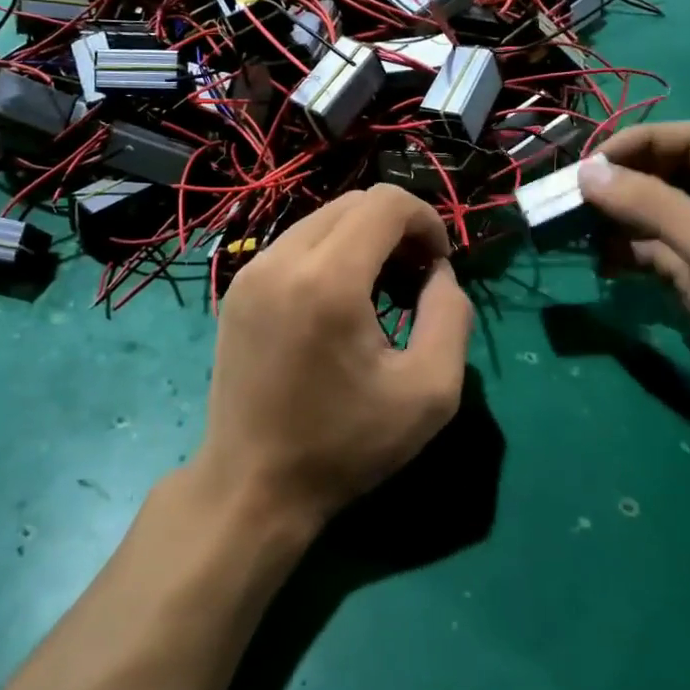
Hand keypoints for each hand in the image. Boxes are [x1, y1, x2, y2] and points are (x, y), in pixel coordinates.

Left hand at [197, 186, 475, 534]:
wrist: (251, 486)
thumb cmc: (345, 445)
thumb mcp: (430, 392)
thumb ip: (451, 315)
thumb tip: (438, 272)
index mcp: (328, 281)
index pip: (385, 203)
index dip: (426, 220)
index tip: (437, 266)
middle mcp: (282, 260)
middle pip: (353, 203)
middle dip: (396, 228)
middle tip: (414, 279)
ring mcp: (251, 271)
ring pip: (322, 219)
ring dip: (362, 239)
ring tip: (379, 292)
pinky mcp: (237, 288)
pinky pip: (295, 244)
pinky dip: (330, 254)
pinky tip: (339, 303)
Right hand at [577, 122, 689, 447]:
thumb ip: (651, 204)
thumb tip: (587, 171)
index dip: (641, 142)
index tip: (591, 165)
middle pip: (671, 175)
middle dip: (623, 183)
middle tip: (574, 201)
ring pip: (659, 217)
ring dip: (620, 220)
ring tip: (581, 235)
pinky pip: (657, 255)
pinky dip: (629, 254)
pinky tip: (604, 267)